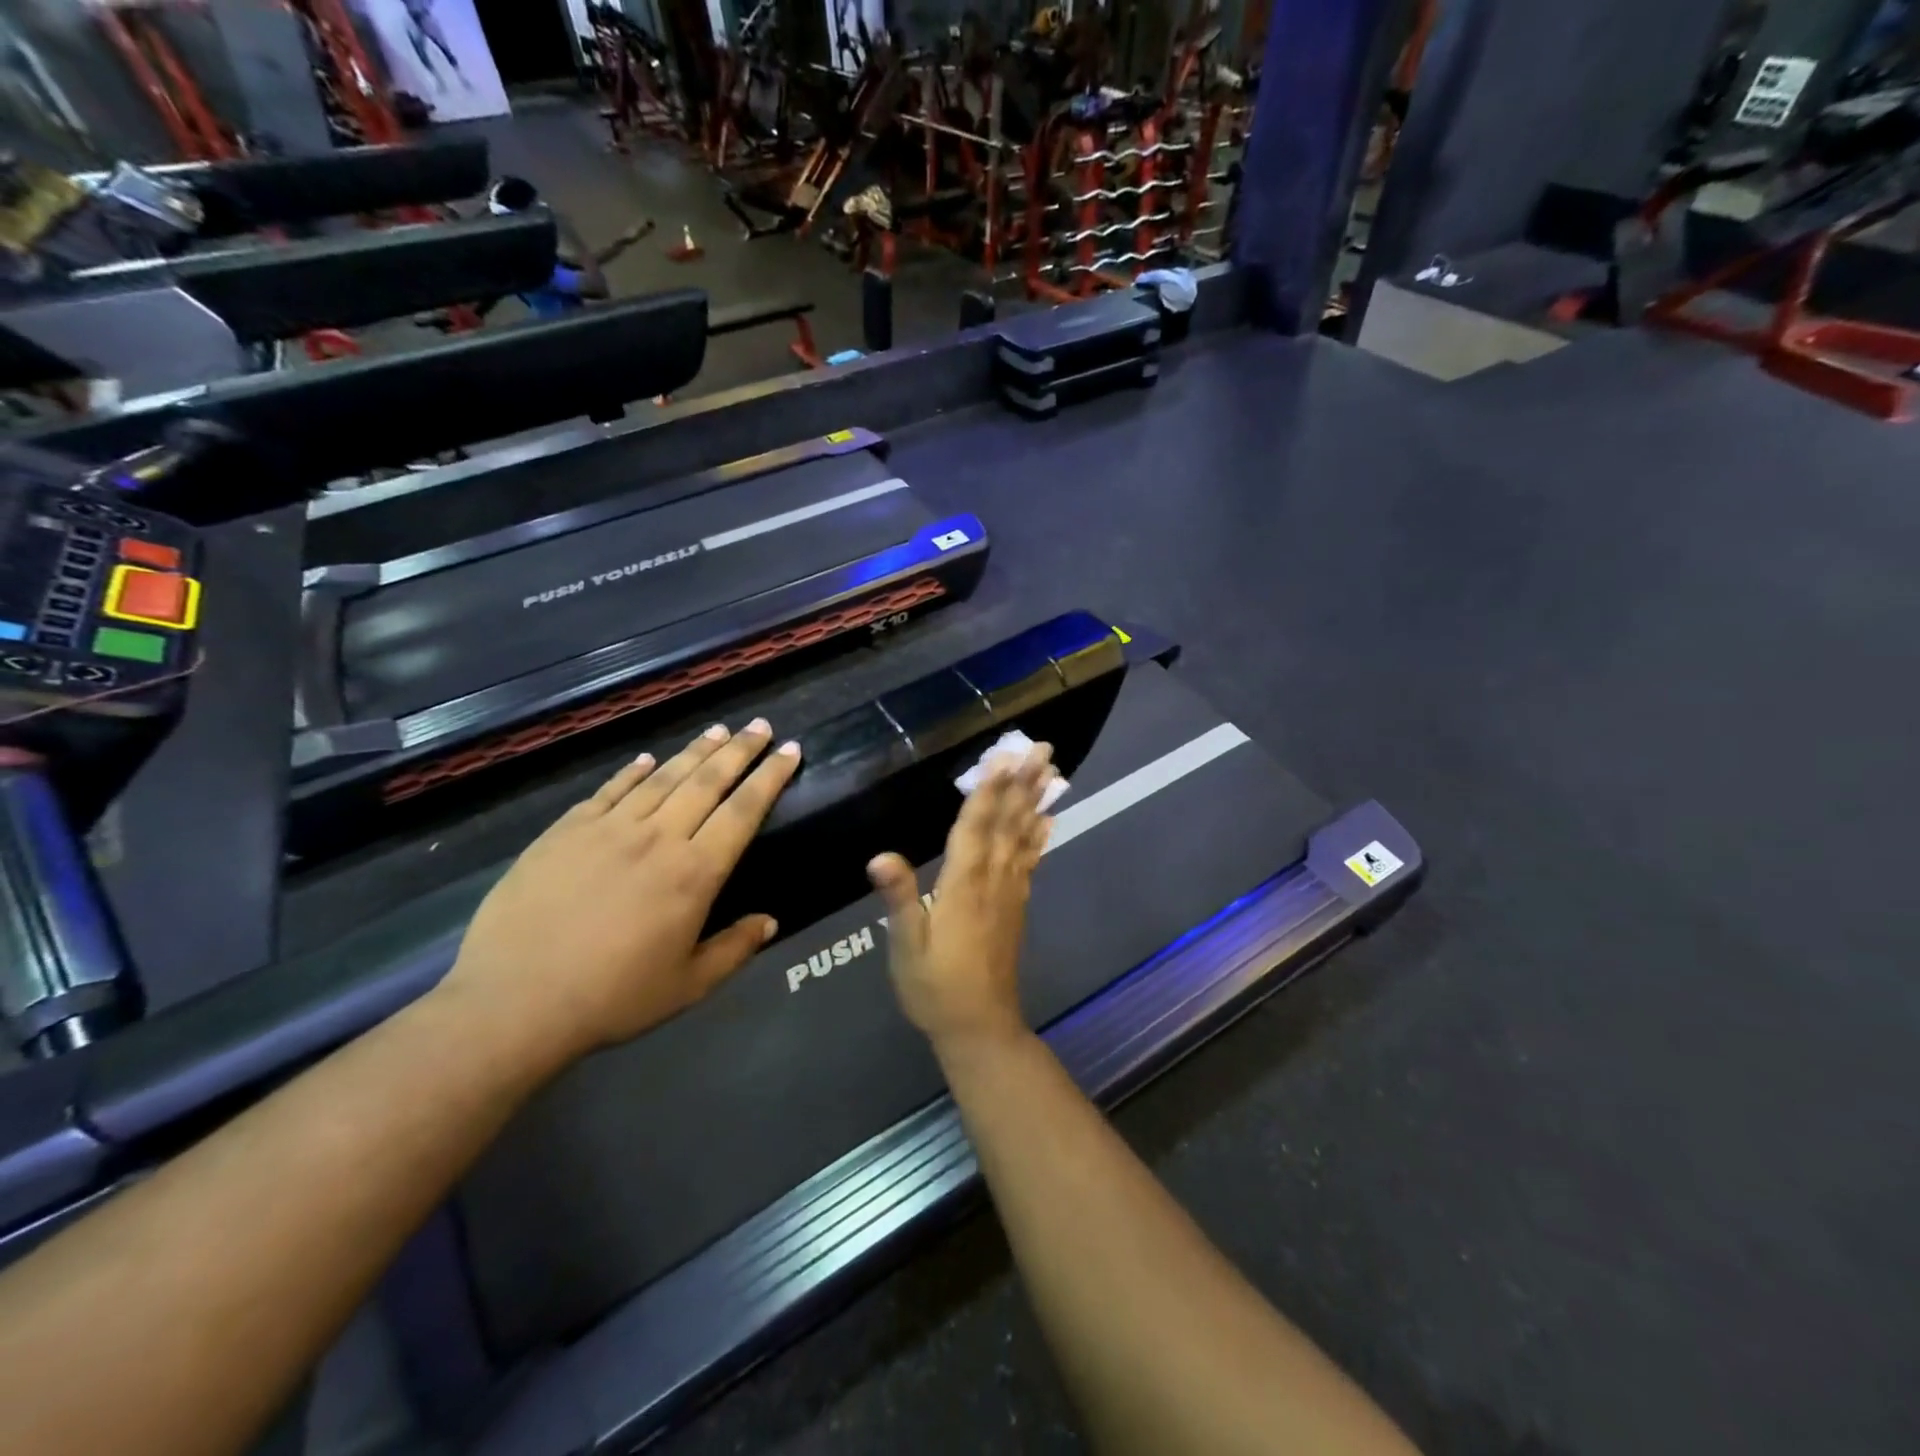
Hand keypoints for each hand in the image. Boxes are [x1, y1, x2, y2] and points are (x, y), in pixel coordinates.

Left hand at [439, 719, 800, 1065]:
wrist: (513, 1001)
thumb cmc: (612, 998)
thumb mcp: (687, 986)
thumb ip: (734, 949)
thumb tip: (770, 921)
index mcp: (694, 874)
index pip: (743, 811)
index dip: (770, 777)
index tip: (790, 750)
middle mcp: (658, 838)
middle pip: (707, 782)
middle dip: (740, 750)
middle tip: (760, 725)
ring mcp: (608, 829)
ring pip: (662, 778)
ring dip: (695, 751)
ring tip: (718, 730)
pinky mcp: (566, 831)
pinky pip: (609, 791)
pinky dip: (633, 771)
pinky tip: (648, 759)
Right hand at [868, 743, 1056, 1052]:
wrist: (979, 1026)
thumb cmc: (934, 987)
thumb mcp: (906, 947)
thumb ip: (899, 899)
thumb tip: (880, 856)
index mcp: (963, 885)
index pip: (976, 827)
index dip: (989, 790)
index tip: (1004, 757)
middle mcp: (992, 880)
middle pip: (1009, 823)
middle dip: (1024, 783)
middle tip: (1042, 748)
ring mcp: (1010, 892)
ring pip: (1024, 836)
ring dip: (1036, 800)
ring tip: (1051, 770)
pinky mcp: (1017, 905)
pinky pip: (1030, 860)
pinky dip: (1040, 834)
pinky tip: (1048, 817)